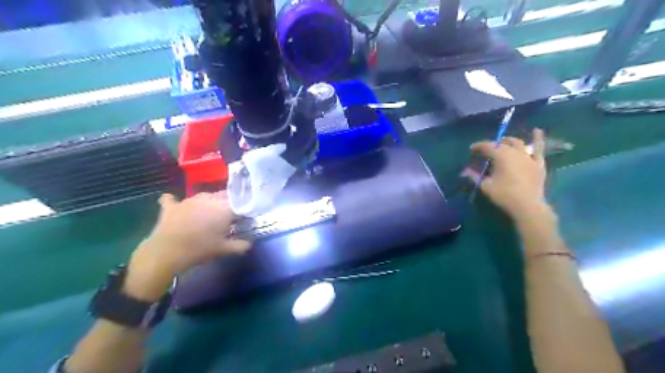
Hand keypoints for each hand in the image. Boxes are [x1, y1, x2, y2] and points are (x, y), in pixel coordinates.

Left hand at [123, 192, 250, 299]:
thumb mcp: (224, 250)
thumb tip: (249, 243)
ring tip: (208, 214)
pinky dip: (175, 202)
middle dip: (227, 203)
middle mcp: (208, 199)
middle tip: (228, 217)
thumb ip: (240, 245)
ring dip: (208, 202)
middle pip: (223, 196)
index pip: (239, 202)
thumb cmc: (200, 249)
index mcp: (224, 207)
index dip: (242, 209)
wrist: (167, 252)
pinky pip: (173, 199)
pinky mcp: (172, 206)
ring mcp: (188, 200)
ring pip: (203, 196)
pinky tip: (176, 205)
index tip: (243, 218)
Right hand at [463, 128, 550, 220]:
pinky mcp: (538, 163)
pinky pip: (539, 148)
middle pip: (501, 143)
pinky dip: (537, 139)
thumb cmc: (504, 195)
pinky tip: (536, 131)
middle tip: (485, 152)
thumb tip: (465, 170)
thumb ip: (474, 176)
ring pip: (517, 143)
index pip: (486, 146)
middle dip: (492, 145)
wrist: (528, 206)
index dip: (477, 147)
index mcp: (500, 155)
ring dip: (508, 141)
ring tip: (503, 143)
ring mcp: (528, 156)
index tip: (471, 151)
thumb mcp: (485, 186)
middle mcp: (514, 152)